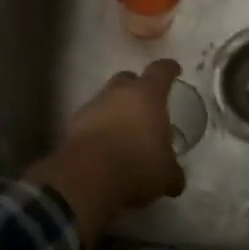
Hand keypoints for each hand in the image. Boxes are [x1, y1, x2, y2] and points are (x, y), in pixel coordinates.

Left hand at [24, 59, 184, 242]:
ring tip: (124, 131)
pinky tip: (105, 147)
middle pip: (128, 79)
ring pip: (107, 99)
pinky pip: (91, 120)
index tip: (174, 70)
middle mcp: (119, 93)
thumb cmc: (137, 167)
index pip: (161, 70)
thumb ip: (172, 171)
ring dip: (115, 110)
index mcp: (147, 95)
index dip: (169, 69)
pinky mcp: (73, 125)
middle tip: (146, 105)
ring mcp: (92, 106)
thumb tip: (175, 179)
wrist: (87, 180)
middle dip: (137, 88)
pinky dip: (98, 128)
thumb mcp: (166, 175)